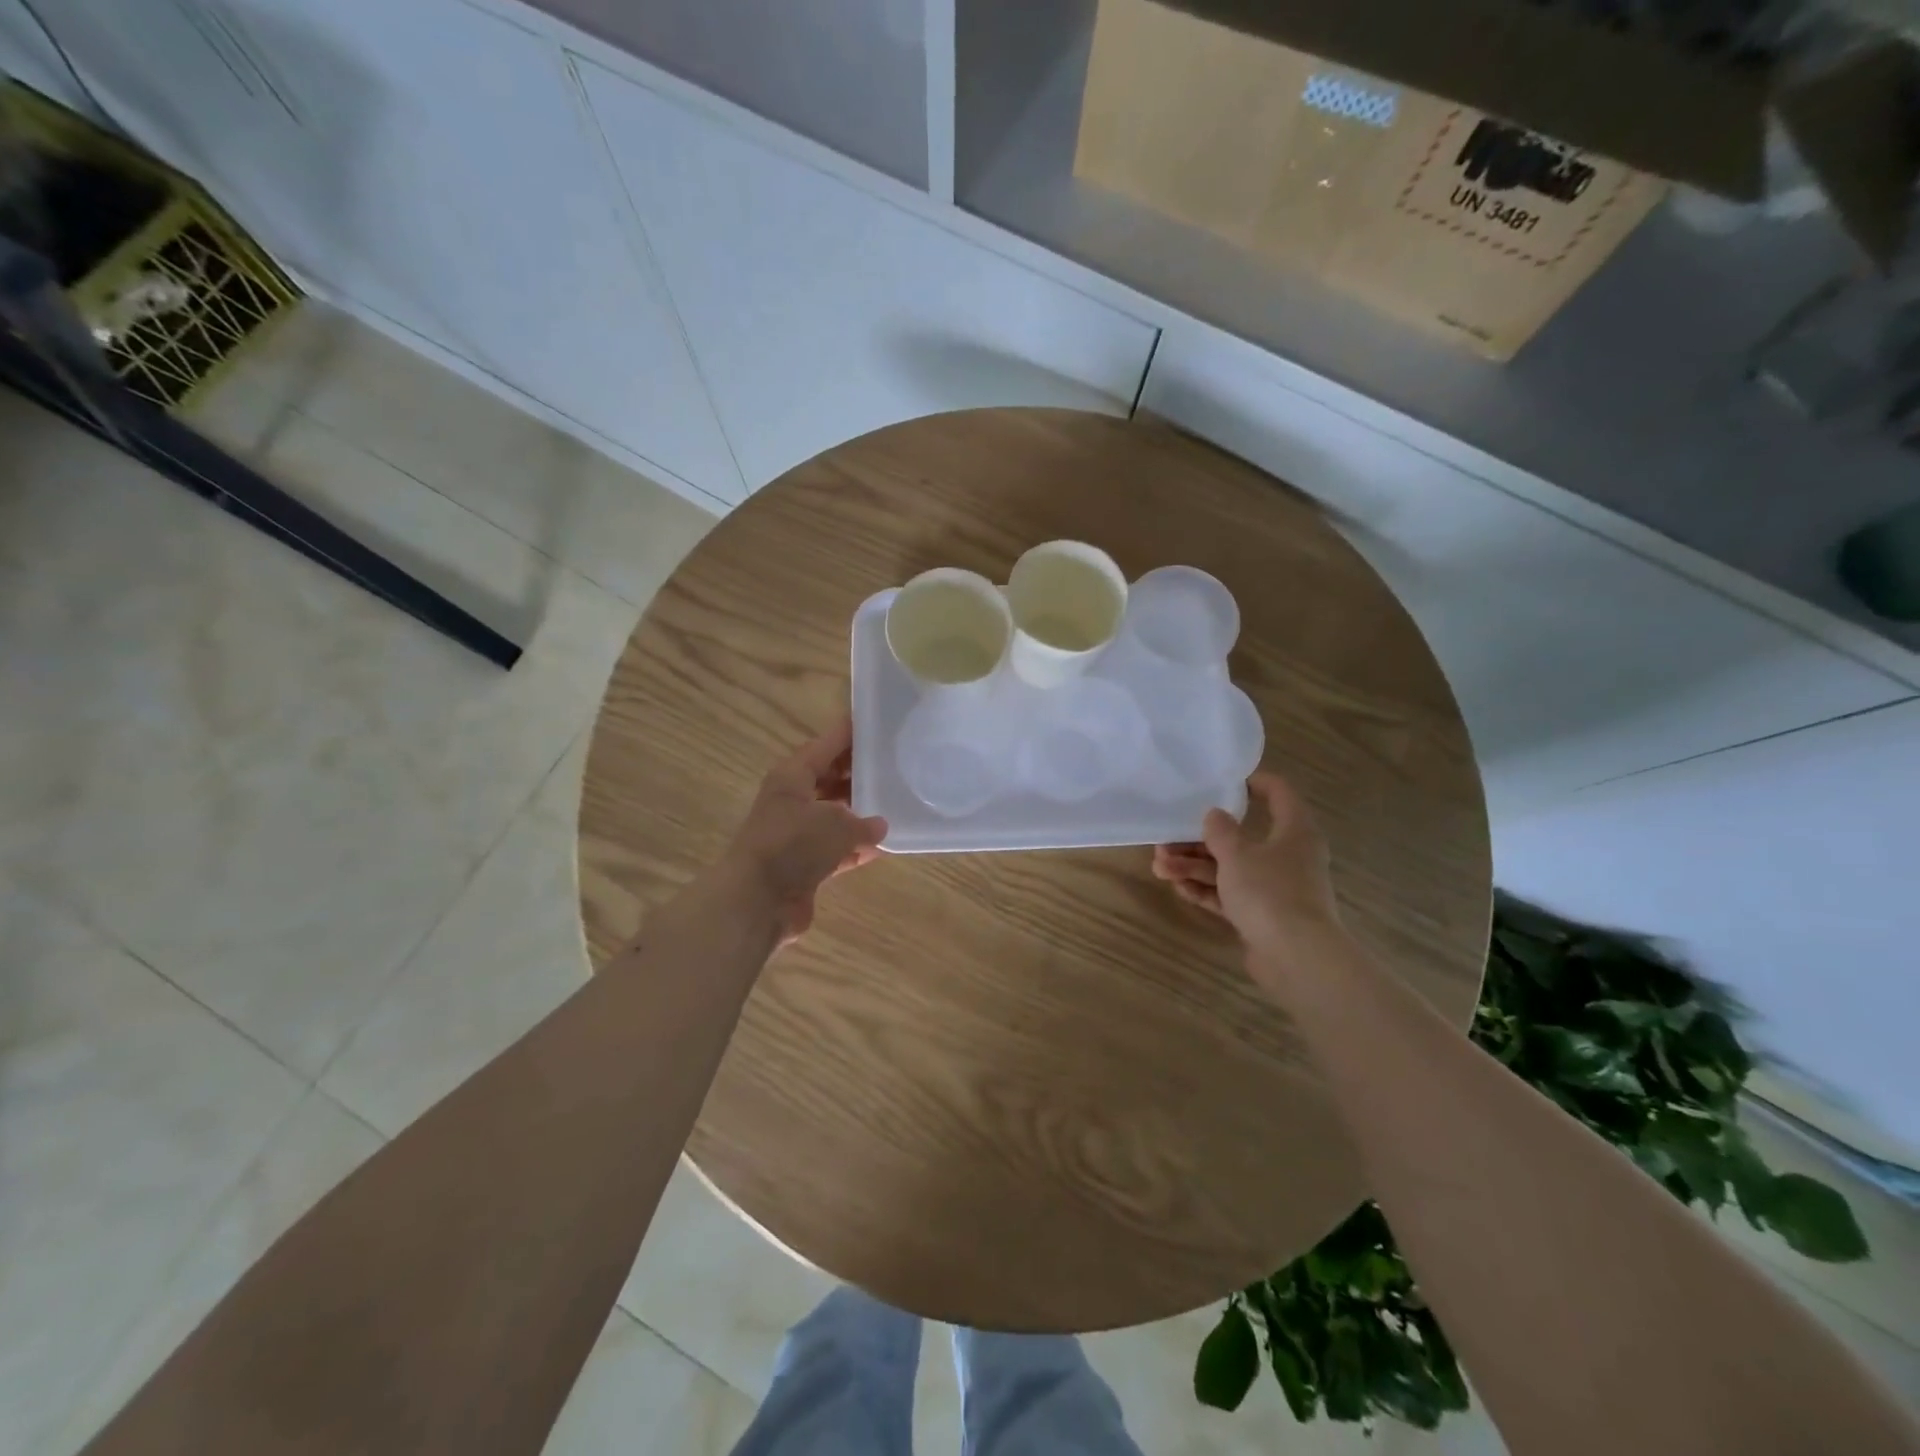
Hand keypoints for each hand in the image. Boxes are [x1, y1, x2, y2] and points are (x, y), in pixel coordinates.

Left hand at [722, 716, 887, 944]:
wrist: (756, 901)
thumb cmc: (793, 846)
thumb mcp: (835, 824)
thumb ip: (862, 822)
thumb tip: (879, 825)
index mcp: (793, 776)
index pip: (826, 745)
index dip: (850, 733)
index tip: (877, 722)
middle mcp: (793, 800)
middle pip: (831, 778)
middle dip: (859, 773)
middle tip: (895, 765)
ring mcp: (797, 834)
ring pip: (835, 815)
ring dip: (860, 813)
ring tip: (896, 804)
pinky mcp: (803, 864)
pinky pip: (836, 848)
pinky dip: (856, 848)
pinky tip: (883, 847)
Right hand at [1152, 771, 1340, 955]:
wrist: (1297, 958)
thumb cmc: (1270, 892)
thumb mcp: (1237, 854)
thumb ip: (1221, 831)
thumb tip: (1215, 815)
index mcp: (1294, 831)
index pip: (1279, 793)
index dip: (1253, 782)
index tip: (1222, 782)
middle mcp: (1288, 856)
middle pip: (1241, 837)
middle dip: (1200, 840)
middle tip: (1167, 841)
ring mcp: (1275, 888)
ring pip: (1231, 869)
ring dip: (1195, 867)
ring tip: (1160, 868)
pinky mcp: (1263, 915)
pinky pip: (1231, 895)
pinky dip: (1207, 890)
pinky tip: (1178, 888)